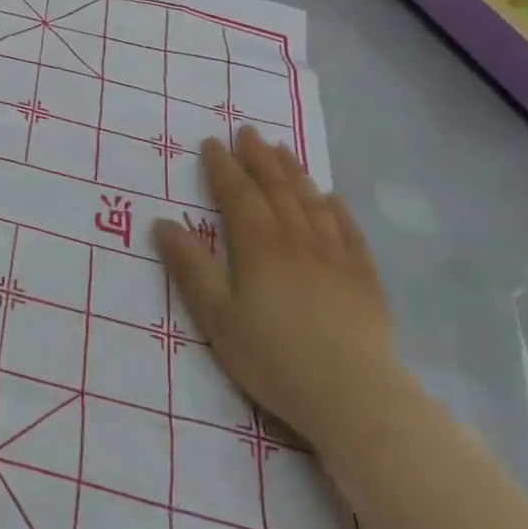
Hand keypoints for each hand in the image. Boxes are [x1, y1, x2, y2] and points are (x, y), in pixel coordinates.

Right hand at [153, 128, 406, 454]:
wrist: (355, 397)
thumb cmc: (274, 357)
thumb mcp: (216, 317)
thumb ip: (190, 267)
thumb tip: (162, 223)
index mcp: (259, 246)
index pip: (237, 194)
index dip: (223, 166)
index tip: (212, 142)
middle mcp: (297, 239)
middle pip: (276, 188)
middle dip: (259, 158)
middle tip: (248, 132)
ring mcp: (336, 256)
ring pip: (312, 202)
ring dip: (295, 173)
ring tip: (283, 151)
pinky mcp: (365, 278)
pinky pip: (350, 231)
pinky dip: (338, 209)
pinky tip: (333, 197)